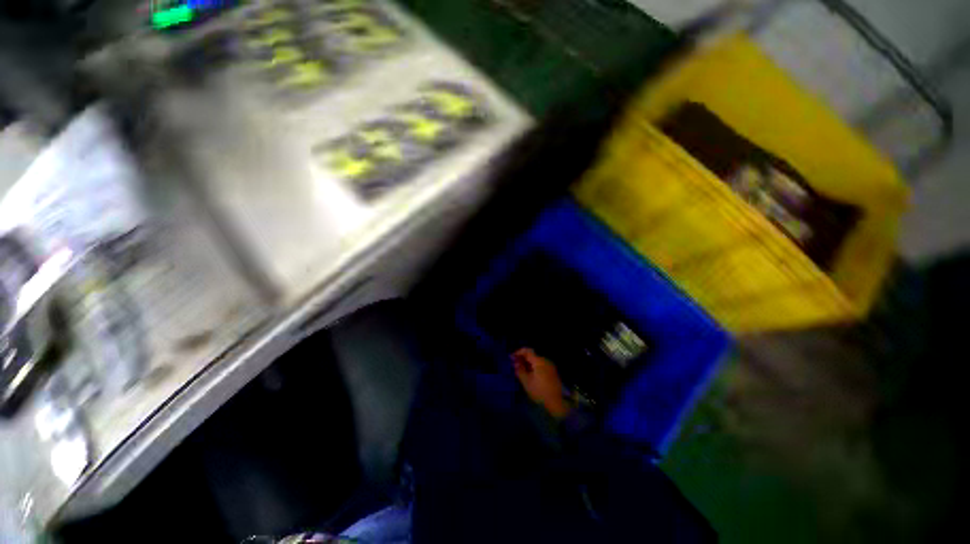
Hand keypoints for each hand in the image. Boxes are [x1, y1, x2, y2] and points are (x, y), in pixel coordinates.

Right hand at [512, 348, 571, 419]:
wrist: (557, 402)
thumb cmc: (540, 391)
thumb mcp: (527, 382)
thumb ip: (520, 370)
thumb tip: (515, 363)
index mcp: (539, 361)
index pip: (527, 351)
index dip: (518, 352)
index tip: (511, 358)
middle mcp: (545, 360)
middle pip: (532, 355)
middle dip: (522, 359)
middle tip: (515, 365)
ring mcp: (550, 366)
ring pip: (536, 361)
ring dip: (528, 363)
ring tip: (521, 371)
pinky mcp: (552, 372)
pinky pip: (541, 365)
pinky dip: (534, 367)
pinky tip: (529, 374)